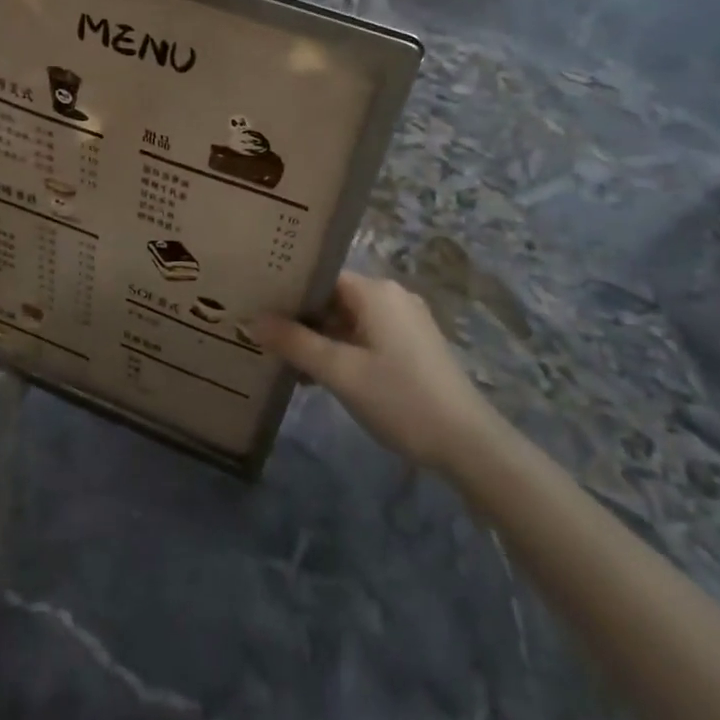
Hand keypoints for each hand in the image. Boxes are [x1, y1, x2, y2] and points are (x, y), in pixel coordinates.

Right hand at [256, 272, 498, 473]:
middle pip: (334, 298)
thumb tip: (252, 320)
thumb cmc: (399, 398)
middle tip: (261, 337)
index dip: (288, 291)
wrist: (466, 442)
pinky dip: (342, 351)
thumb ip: (294, 343)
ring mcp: (406, 323)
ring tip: (283, 362)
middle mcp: (392, 297)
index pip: (321, 277)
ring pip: (349, 321)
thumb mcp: (339, 372)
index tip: (256, 307)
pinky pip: (366, 337)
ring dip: (319, 340)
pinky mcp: (413, 347)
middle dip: (300, 319)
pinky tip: (319, 377)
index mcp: (376, 292)